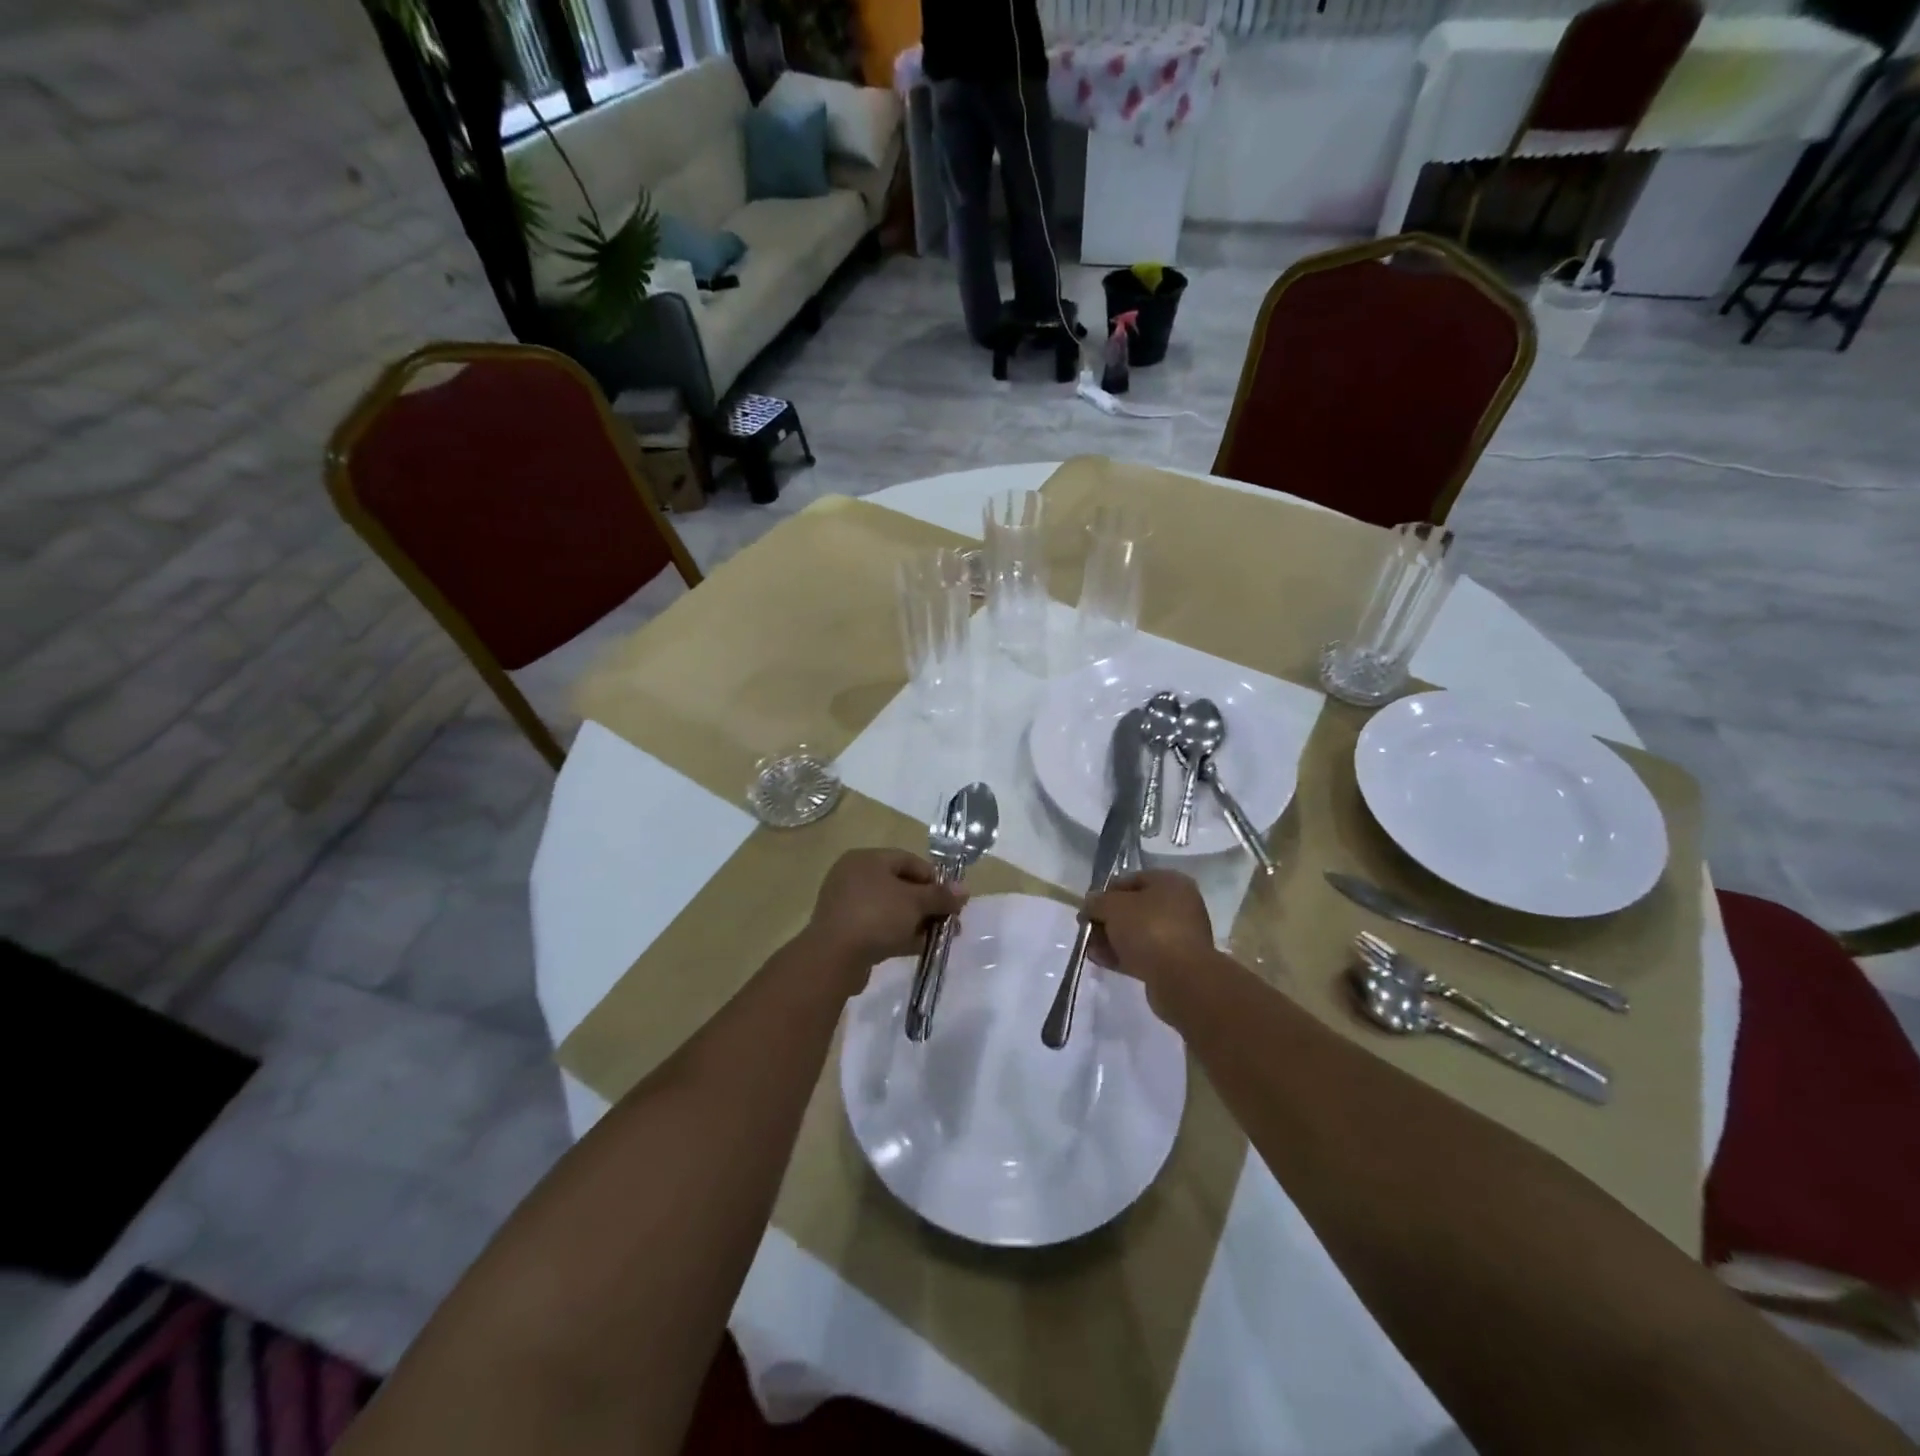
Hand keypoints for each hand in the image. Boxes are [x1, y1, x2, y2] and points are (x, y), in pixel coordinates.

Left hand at [801, 849, 965, 991]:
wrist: (833, 958)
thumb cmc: (876, 916)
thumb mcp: (915, 903)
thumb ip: (940, 895)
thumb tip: (964, 890)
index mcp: (866, 859)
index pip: (908, 860)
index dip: (935, 878)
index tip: (953, 898)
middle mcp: (854, 876)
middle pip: (901, 885)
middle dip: (928, 903)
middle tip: (950, 920)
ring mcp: (848, 905)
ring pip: (891, 909)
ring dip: (917, 921)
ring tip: (941, 937)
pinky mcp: (846, 931)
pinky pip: (879, 927)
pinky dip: (899, 934)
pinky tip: (920, 947)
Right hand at [1082, 870, 1215, 1005]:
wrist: (1181, 978)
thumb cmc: (1148, 929)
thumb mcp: (1113, 907)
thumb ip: (1097, 902)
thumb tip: (1090, 903)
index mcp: (1170, 883)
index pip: (1131, 880)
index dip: (1106, 892)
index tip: (1087, 907)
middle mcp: (1178, 905)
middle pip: (1133, 908)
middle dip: (1107, 919)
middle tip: (1087, 929)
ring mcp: (1178, 935)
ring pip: (1137, 933)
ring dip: (1111, 939)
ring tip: (1090, 948)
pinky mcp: (1175, 962)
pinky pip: (1143, 953)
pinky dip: (1122, 955)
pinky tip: (1101, 960)